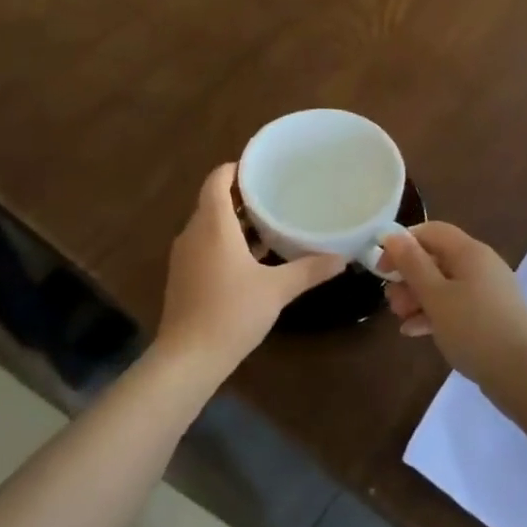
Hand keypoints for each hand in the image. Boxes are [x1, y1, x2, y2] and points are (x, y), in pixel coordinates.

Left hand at [158, 164, 345, 376]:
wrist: (188, 359)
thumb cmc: (231, 313)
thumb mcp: (277, 290)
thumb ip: (309, 270)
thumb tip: (342, 258)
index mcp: (212, 225)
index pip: (217, 180)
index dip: (236, 168)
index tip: (261, 167)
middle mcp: (193, 233)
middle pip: (213, 201)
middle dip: (241, 195)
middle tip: (275, 192)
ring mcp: (185, 256)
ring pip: (209, 225)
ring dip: (234, 221)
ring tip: (269, 221)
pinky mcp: (184, 277)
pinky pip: (205, 245)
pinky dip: (226, 242)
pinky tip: (252, 257)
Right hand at [380, 222, 526, 386]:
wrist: (522, 374)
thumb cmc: (473, 328)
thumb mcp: (435, 295)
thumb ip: (412, 264)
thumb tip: (393, 235)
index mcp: (470, 251)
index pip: (431, 231)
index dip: (402, 244)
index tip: (382, 268)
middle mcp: (481, 264)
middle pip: (436, 259)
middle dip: (408, 277)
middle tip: (391, 301)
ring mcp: (488, 291)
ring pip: (444, 284)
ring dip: (418, 297)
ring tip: (400, 318)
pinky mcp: (490, 316)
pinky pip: (456, 305)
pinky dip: (435, 314)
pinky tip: (415, 332)